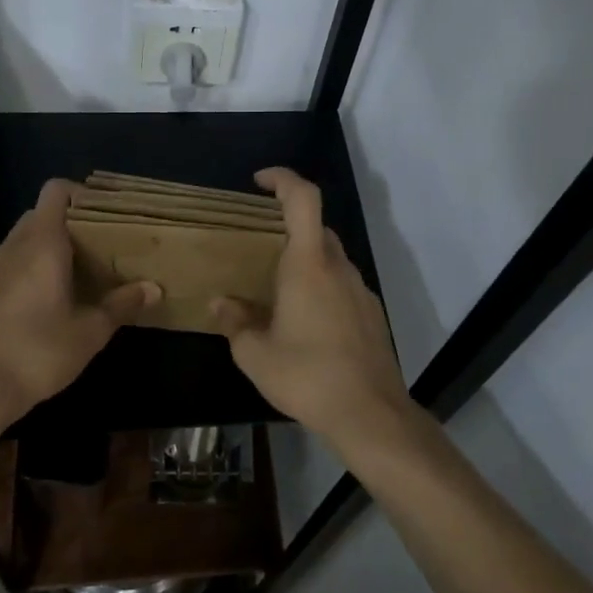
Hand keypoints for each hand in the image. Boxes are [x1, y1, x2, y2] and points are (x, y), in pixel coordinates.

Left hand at [0, 180, 158, 420]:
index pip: (56, 191)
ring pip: (24, 240)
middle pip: (41, 214)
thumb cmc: (39, 349)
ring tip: (81, 273)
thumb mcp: (90, 330)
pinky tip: (51, 300)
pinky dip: (32, 269)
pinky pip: (12, 265)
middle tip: (100, 245)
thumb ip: (122, 304)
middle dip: (70, 224)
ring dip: (50, 248)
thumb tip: (154, 288)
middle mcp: (14, 246)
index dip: (81, 194)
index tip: (106, 214)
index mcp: (42, 242)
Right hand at [212, 167, 411, 449]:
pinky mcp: (372, 314)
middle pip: (316, 227)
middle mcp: (338, 267)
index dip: (283, 179)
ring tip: (277, 292)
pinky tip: (306, 323)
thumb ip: (235, 322)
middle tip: (259, 246)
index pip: (303, 199)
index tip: (259, 182)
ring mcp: (360, 290)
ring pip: (330, 258)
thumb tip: (221, 303)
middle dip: (288, 226)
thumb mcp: (255, 354)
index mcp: (309, 264)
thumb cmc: (307, 376)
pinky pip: (342, 285)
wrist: (370, 413)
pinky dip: (322, 287)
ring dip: (305, 260)